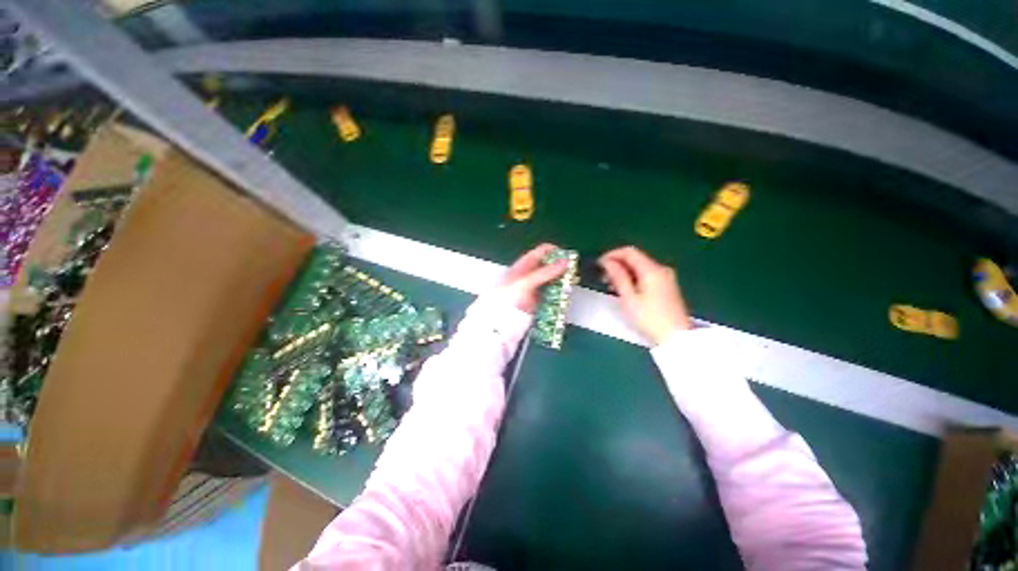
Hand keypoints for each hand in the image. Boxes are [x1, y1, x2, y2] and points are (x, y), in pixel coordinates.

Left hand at [496, 244, 568, 313]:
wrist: (500, 321)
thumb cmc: (507, 297)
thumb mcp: (525, 282)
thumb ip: (544, 272)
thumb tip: (564, 262)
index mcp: (524, 265)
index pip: (542, 252)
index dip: (555, 251)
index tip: (568, 256)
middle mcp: (530, 274)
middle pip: (550, 265)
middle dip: (562, 267)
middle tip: (573, 271)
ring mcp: (535, 288)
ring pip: (553, 280)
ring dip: (562, 280)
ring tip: (571, 282)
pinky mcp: (539, 300)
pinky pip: (552, 294)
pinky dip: (560, 293)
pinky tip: (565, 295)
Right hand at [598, 246, 692, 344]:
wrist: (676, 337)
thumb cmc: (649, 318)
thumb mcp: (629, 298)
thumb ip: (618, 277)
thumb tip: (607, 262)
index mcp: (652, 270)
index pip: (629, 252)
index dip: (612, 255)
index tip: (599, 264)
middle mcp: (661, 269)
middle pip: (635, 258)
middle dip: (617, 264)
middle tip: (602, 277)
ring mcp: (666, 278)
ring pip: (640, 267)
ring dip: (624, 272)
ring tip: (610, 285)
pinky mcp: (667, 286)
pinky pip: (646, 275)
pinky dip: (633, 278)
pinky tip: (624, 289)